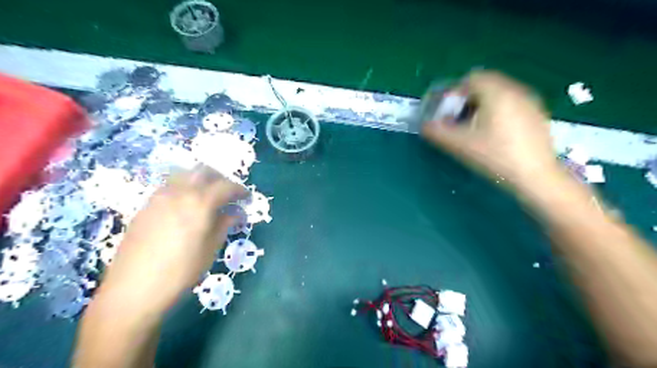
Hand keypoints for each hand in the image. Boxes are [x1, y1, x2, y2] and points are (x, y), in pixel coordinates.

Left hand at [98, 167, 247, 312]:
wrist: (132, 290)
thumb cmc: (181, 272)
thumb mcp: (211, 249)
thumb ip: (224, 224)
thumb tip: (236, 212)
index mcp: (199, 203)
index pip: (226, 186)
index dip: (240, 189)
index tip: (247, 197)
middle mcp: (179, 192)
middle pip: (203, 171)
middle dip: (220, 178)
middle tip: (228, 193)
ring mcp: (158, 197)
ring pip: (183, 175)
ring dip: (200, 180)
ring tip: (207, 198)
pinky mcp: (145, 206)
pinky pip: (169, 186)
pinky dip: (183, 188)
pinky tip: (185, 207)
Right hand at [423, 70, 561, 188]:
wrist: (536, 177)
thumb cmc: (495, 157)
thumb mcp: (460, 145)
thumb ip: (437, 132)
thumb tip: (424, 126)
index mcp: (497, 93)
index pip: (472, 78)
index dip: (455, 92)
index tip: (448, 112)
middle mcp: (516, 91)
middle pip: (486, 84)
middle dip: (468, 99)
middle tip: (458, 120)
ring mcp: (530, 102)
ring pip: (500, 93)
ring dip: (482, 104)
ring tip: (475, 127)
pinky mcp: (537, 115)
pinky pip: (512, 103)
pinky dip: (498, 110)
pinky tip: (495, 133)